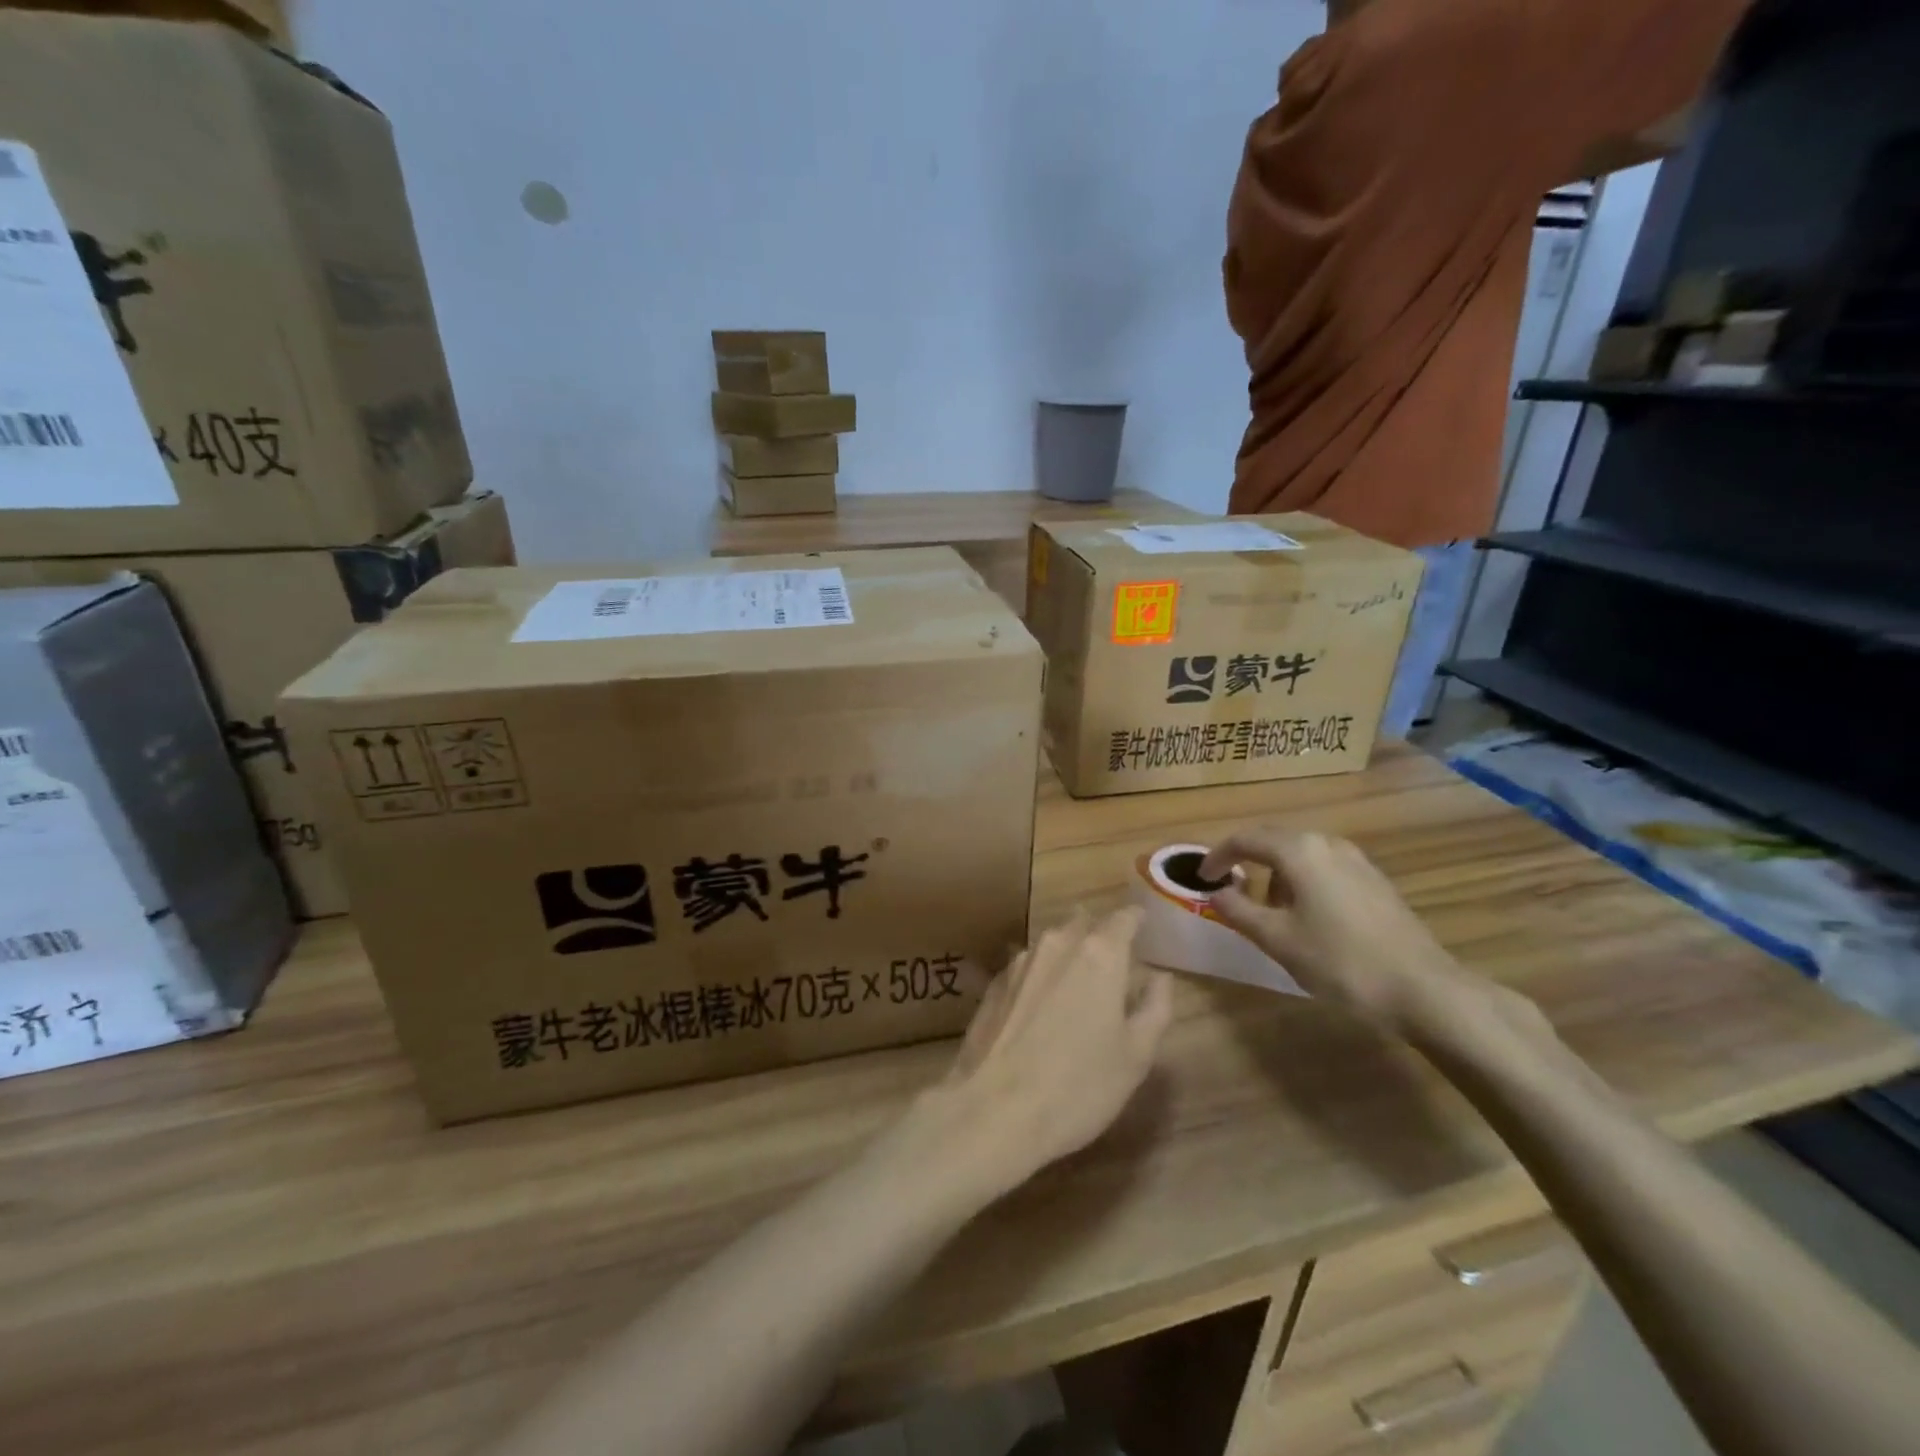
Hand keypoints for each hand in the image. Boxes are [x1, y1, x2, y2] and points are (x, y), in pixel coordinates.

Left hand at [927, 908, 1173, 1198]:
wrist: (993, 1110)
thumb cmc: (1078, 1086)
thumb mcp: (1135, 1056)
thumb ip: (1154, 1008)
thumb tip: (1160, 977)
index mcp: (1099, 954)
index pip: (1123, 918)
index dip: (1136, 919)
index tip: (1145, 926)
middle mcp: (1057, 944)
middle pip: (1084, 922)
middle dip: (1101, 932)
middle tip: (1116, 956)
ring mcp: (1020, 961)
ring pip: (1053, 942)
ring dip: (1069, 952)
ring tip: (1080, 980)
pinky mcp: (994, 983)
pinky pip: (1028, 965)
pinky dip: (1043, 974)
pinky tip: (1044, 1004)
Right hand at [1200, 828, 1480, 1033]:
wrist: (1423, 988)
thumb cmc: (1341, 962)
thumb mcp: (1278, 940)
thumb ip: (1238, 911)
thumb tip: (1214, 893)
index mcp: (1299, 851)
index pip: (1245, 840)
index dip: (1217, 857)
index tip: (1202, 879)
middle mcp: (1327, 844)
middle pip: (1274, 840)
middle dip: (1247, 862)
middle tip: (1230, 891)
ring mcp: (1356, 860)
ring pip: (1301, 854)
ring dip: (1276, 874)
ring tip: (1270, 912)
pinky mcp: (1374, 880)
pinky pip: (1324, 867)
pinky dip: (1303, 881)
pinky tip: (1308, 917)